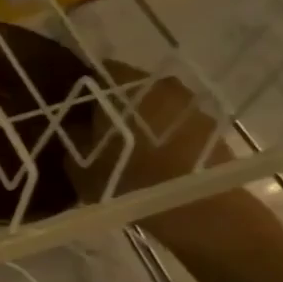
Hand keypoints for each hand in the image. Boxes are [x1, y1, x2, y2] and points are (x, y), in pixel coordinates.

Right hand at [62, 63, 267, 249]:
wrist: (197, 209)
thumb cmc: (129, 181)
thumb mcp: (81, 165)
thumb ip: (72, 138)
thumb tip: (70, 126)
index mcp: (123, 86)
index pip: (97, 72)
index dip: (83, 91)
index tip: (72, 112)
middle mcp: (159, 84)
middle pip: (129, 88)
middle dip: (114, 107)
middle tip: (97, 133)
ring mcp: (190, 103)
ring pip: (156, 106)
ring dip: (142, 121)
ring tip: (128, 150)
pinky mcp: (212, 127)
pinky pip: (177, 125)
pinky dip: (165, 137)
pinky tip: (155, 162)